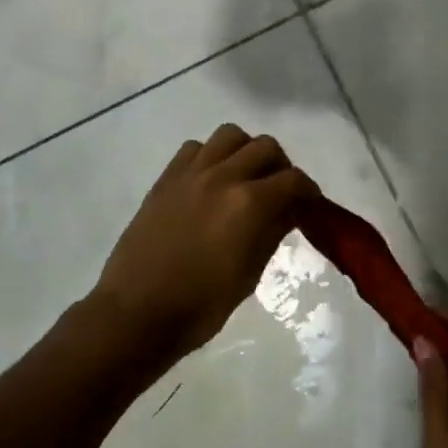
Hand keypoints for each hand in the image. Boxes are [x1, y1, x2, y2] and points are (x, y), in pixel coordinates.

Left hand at [90, 124, 319, 363]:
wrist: (137, 312)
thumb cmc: (200, 306)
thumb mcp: (249, 275)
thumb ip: (272, 233)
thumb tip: (288, 211)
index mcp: (248, 204)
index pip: (293, 180)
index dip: (309, 191)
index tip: (310, 205)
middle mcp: (222, 176)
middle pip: (265, 146)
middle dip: (280, 167)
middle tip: (280, 192)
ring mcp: (190, 172)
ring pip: (230, 135)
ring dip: (245, 151)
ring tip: (245, 178)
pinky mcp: (166, 178)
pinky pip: (195, 148)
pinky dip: (211, 156)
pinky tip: (210, 182)